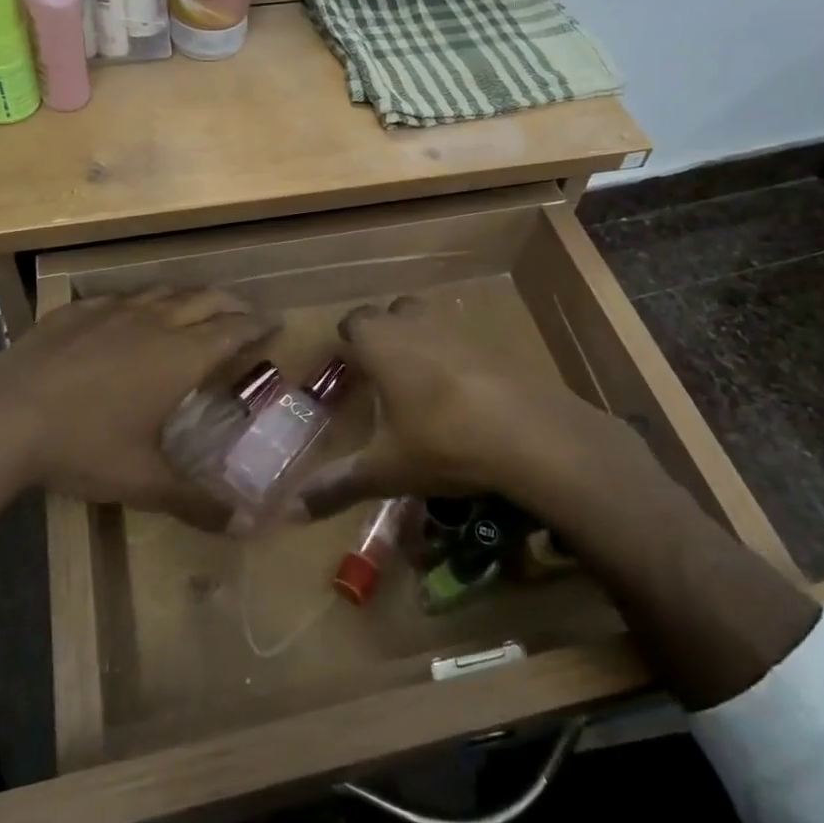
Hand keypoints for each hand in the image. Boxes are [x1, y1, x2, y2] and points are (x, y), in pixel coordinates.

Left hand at [0, 288, 276, 528]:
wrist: (0, 419)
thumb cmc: (82, 447)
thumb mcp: (143, 482)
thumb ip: (197, 502)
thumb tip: (247, 527)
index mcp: (179, 356)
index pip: (233, 330)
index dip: (257, 325)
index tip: (276, 322)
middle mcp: (152, 322)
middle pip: (204, 300)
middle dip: (230, 304)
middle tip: (244, 314)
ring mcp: (110, 311)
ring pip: (161, 292)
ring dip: (187, 298)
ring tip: (194, 308)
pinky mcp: (74, 311)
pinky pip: (118, 297)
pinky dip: (138, 303)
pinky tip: (128, 315)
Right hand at [292, 294, 634, 519]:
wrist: (532, 436)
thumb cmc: (442, 442)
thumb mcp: (385, 470)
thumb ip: (338, 485)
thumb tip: (291, 510)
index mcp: (381, 343)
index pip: (353, 321)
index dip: (347, 339)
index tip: (345, 364)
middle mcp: (417, 324)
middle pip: (393, 312)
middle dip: (384, 334)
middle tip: (380, 372)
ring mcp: (460, 330)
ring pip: (431, 321)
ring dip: (421, 341)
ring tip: (420, 383)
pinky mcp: (496, 344)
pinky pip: (465, 340)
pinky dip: (457, 358)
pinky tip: (463, 394)